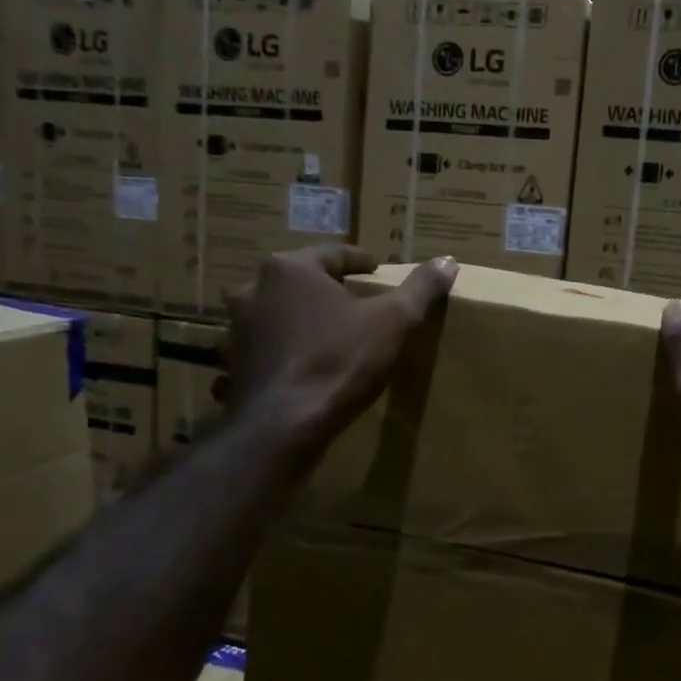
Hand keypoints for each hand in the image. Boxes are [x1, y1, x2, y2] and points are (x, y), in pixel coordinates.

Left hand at [228, 245, 455, 455]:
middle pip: (301, 281)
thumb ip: (421, 288)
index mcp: (291, 269)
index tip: (376, 271)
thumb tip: (448, 261)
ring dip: (300, 318)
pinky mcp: (233, 362)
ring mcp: (237, 327)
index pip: (334, 254)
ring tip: (329, 333)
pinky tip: (300, 364)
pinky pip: (263, 347)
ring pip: (278, 312)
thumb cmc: (340, 362)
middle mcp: (255, 288)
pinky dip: (282, 350)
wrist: (283, 426)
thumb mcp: (394, 322)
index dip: (360, 262)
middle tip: (356, 302)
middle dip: (328, 288)